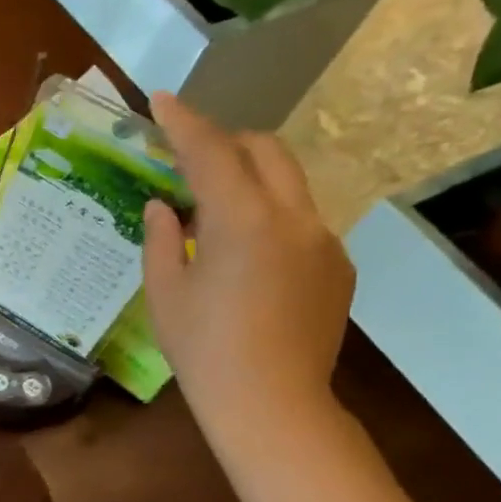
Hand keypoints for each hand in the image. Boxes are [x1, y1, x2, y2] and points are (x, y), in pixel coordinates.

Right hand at [141, 93, 354, 445]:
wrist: (271, 402)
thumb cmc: (202, 349)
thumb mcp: (165, 293)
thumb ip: (162, 239)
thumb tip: (164, 207)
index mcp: (242, 221)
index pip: (211, 152)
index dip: (184, 123)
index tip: (163, 99)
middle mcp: (293, 216)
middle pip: (265, 150)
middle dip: (226, 141)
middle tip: (188, 157)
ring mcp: (324, 239)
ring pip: (288, 182)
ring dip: (250, 178)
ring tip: (213, 211)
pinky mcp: (338, 264)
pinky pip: (301, 219)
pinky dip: (269, 216)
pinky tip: (245, 256)